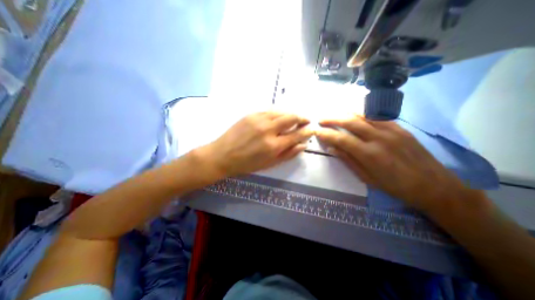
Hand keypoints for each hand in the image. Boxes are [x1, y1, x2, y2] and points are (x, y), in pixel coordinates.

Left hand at [198, 111, 311, 177]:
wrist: (223, 155)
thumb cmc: (247, 164)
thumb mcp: (269, 164)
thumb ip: (288, 154)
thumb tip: (303, 145)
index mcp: (273, 145)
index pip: (297, 134)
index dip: (307, 131)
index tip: (312, 129)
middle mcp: (268, 129)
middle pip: (291, 117)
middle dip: (302, 118)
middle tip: (306, 121)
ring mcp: (259, 119)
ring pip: (281, 111)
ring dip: (291, 114)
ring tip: (294, 118)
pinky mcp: (251, 114)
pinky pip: (269, 110)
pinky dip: (278, 113)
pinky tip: (279, 117)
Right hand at [315, 116, 469, 212]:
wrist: (433, 185)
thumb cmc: (395, 186)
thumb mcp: (367, 178)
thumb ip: (348, 160)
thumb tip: (332, 149)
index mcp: (369, 154)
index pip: (341, 139)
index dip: (326, 134)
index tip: (316, 132)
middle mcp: (379, 138)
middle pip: (350, 122)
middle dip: (332, 119)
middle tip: (321, 119)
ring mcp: (391, 130)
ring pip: (362, 115)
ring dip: (345, 113)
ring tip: (333, 115)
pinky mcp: (399, 127)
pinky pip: (376, 116)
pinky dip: (361, 114)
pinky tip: (353, 115)